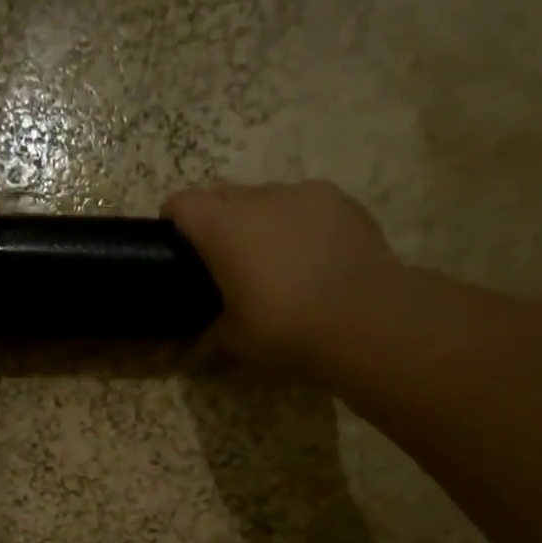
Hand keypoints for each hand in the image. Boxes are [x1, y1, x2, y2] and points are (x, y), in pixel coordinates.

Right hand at [164, 180, 404, 380]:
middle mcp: (260, 197)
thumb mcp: (236, 343)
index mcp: (222, 227)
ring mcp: (305, 194)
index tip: (174, 247)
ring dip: (259, 221)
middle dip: (215, 221)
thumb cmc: (285, 330)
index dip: (173, 222)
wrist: (368, 320)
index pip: (182, 204)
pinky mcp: (342, 202)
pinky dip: (298, 226)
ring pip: (267, 198)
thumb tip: (192, 348)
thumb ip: (208, 338)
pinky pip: (305, 206)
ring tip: (273, 262)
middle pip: (223, 195)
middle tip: (222, 262)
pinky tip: (312, 260)